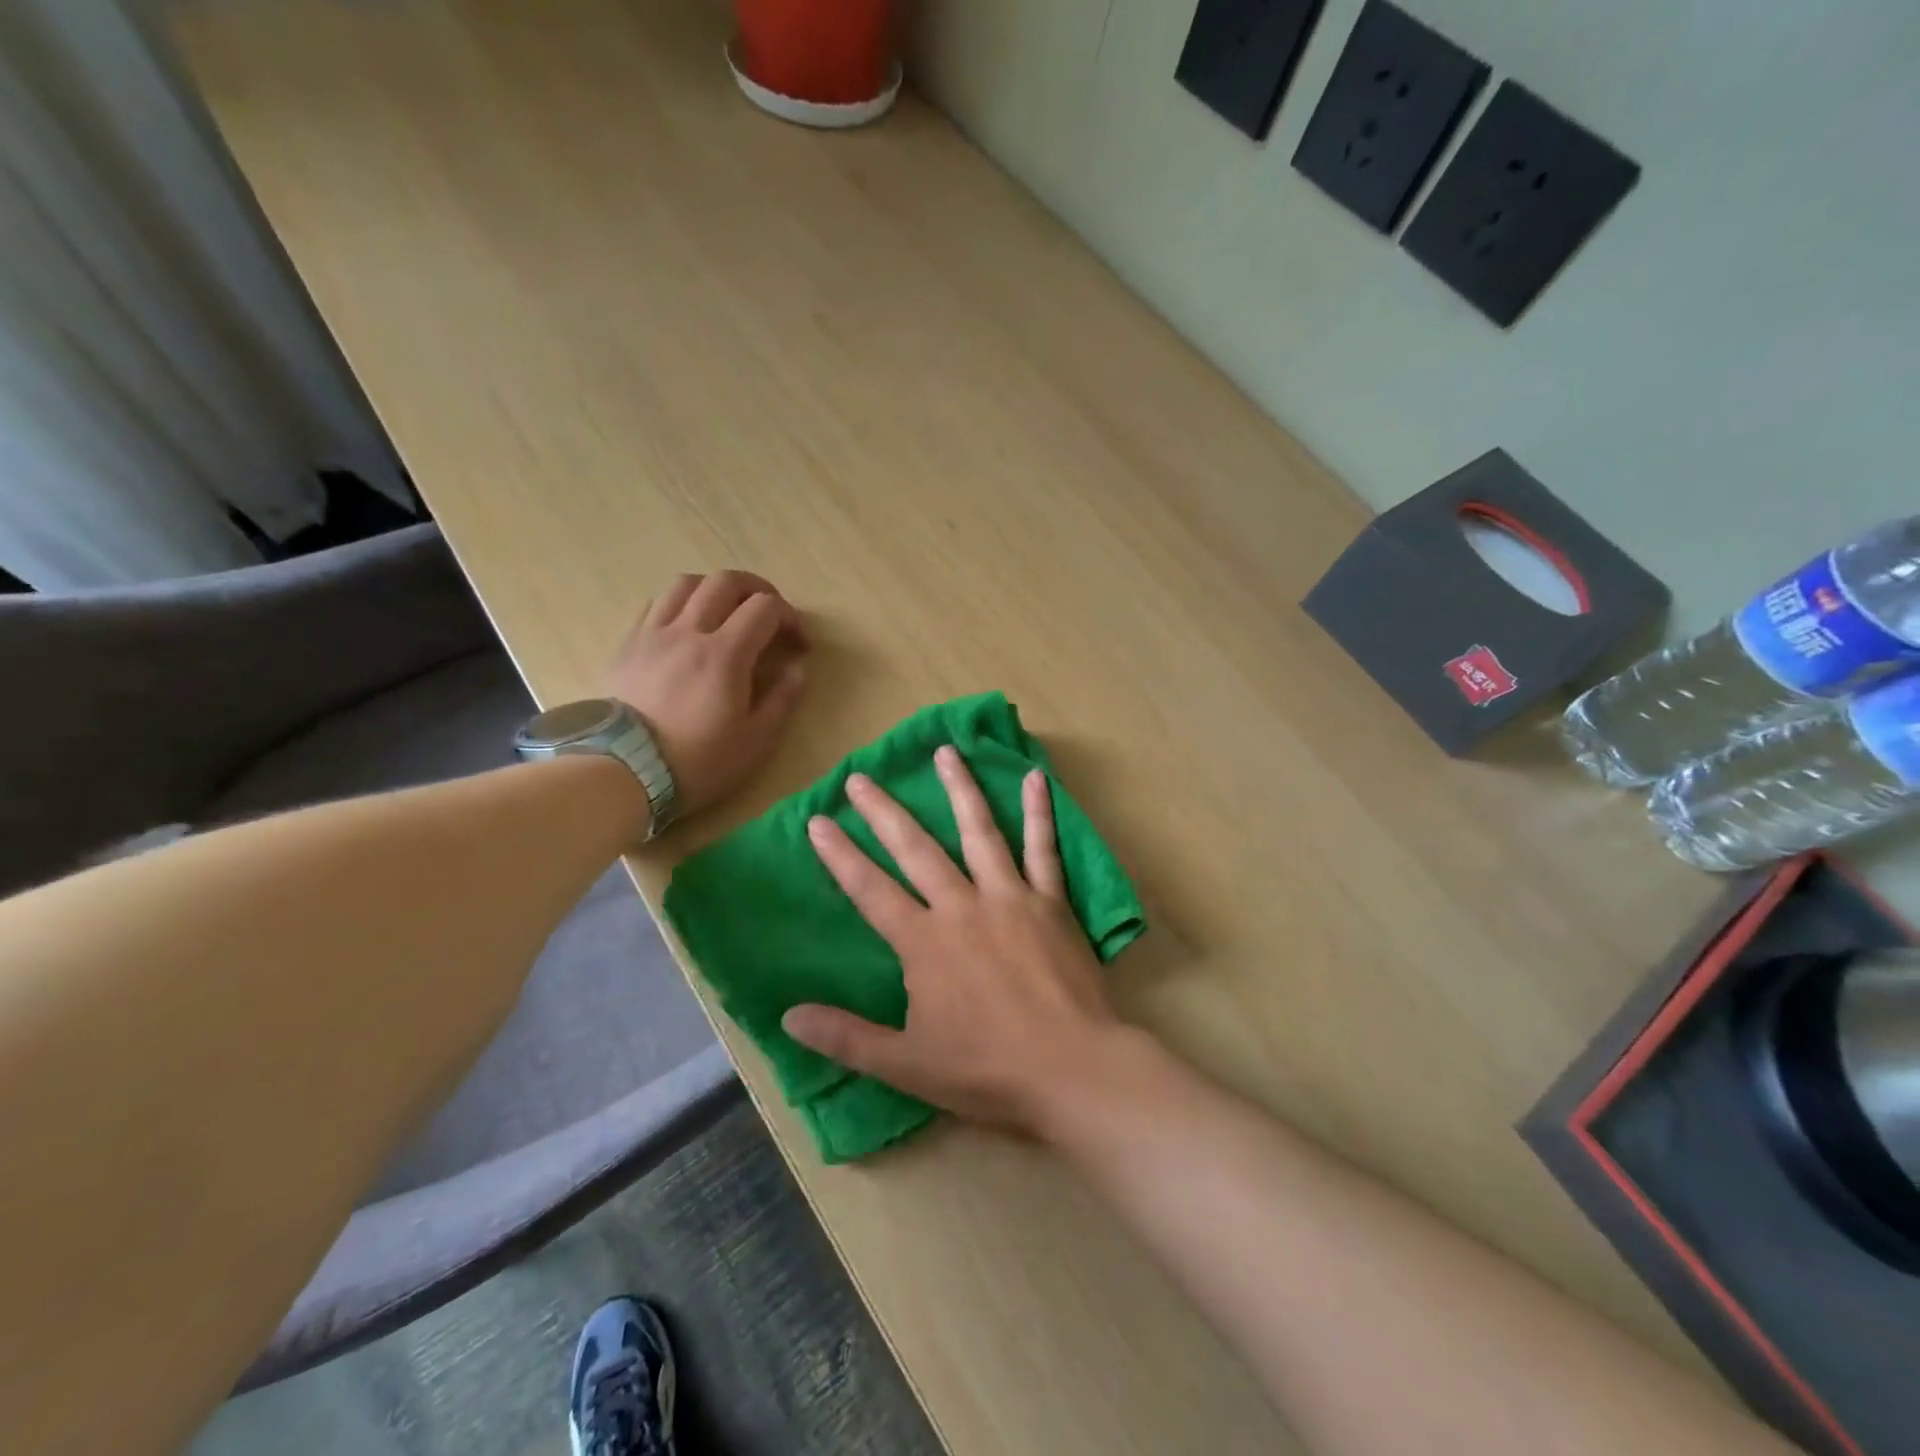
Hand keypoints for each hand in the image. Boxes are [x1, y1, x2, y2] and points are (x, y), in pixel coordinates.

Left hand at [607, 570, 807, 818]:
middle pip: (726, 582)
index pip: (765, 608)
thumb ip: (782, 699)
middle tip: (769, 614)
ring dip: (715, 589)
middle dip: (757, 590)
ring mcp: (654, 634)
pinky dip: (680, 603)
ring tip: (726, 611)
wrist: (625, 772)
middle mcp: (689, 631)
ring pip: (686, 583)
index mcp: (725, 654)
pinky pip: (655, 603)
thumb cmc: (698, 761)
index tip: (799, 644)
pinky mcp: (628, 644)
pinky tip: (687, 625)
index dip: (791, 618)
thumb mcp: (756, 741)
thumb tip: (796, 669)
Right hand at [782, 746, 1123, 1133]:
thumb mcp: (906, 1064)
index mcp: (924, 943)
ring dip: (959, 789)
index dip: (841, 855)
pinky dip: (1039, 812)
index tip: (818, 820)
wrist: (1072, 1070)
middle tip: (861, 776)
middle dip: (884, 811)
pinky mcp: (1051, 902)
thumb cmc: (987, 1070)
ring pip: (979, 832)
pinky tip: (1036, 777)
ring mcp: (1011, 897)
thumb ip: (846, 1037)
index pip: (871, 890)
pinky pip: (1044, 848)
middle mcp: (963, 906)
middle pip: (916, 849)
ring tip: (945, 751)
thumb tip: (786, 1016)